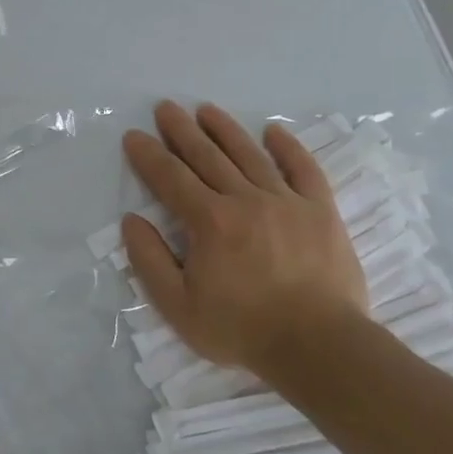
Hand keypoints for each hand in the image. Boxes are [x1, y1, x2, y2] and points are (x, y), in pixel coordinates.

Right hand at [122, 100, 365, 371]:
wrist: (319, 346)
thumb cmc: (242, 329)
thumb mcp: (177, 306)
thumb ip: (149, 260)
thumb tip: (132, 220)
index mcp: (209, 221)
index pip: (170, 178)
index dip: (148, 155)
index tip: (134, 136)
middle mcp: (245, 200)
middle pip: (206, 156)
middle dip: (181, 130)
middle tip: (165, 107)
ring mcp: (286, 201)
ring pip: (249, 155)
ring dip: (224, 129)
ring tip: (206, 109)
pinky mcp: (320, 211)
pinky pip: (303, 169)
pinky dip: (287, 147)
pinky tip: (273, 131)